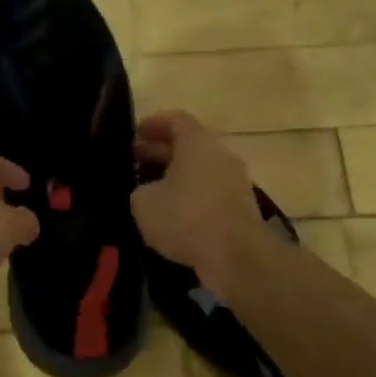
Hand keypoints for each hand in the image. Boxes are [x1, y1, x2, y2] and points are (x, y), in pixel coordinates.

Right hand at [131, 111, 266, 300]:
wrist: (237, 256)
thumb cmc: (187, 217)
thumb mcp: (144, 202)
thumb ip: (140, 189)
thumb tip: (147, 192)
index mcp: (198, 142)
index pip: (176, 119)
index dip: (153, 124)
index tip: (134, 135)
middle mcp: (220, 155)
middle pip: (188, 144)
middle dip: (160, 151)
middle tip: (135, 163)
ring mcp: (235, 181)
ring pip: (200, 169)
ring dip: (175, 176)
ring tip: (150, 190)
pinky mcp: (240, 207)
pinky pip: (210, 192)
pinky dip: (190, 196)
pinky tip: (171, 215)